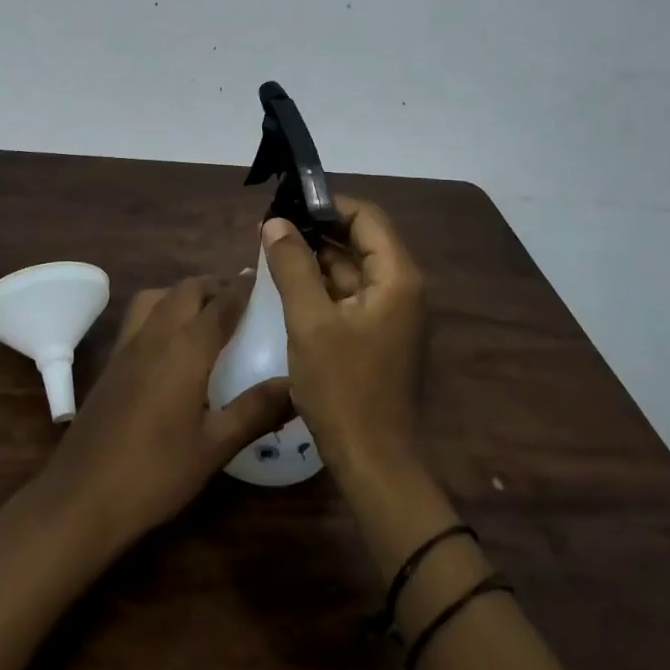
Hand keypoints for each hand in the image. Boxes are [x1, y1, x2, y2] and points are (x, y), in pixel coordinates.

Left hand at [36, 275, 291, 553]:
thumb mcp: (215, 446)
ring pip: (158, 296)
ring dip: (184, 292)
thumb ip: (256, 410)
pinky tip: (172, 340)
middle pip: (187, 290)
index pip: (221, 303)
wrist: (82, 496)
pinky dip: (162, 309)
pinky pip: (140, 315)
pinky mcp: (112, 361)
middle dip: (215, 285)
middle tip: (242, 296)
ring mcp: (128, 345)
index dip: (244, 288)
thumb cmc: (155, 472)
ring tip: (207, 310)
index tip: (266, 280)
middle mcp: (156, 333)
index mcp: (186, 347)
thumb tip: (296, 384)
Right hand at [261, 197, 426, 482]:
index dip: (326, 204)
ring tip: (270, 250)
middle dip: (314, 230)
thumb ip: (292, 266)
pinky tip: (285, 284)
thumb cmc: (343, 388)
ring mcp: (390, 313)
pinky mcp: (375, 334)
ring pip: (350, 268)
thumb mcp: (310, 321)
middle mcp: (400, 287)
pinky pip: (347, 295)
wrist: (372, 464)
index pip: (365, 217)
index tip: (286, 204)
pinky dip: (319, 285)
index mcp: (397, 277)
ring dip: (314, 258)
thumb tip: (274, 222)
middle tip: (269, 227)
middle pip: (359, 239)